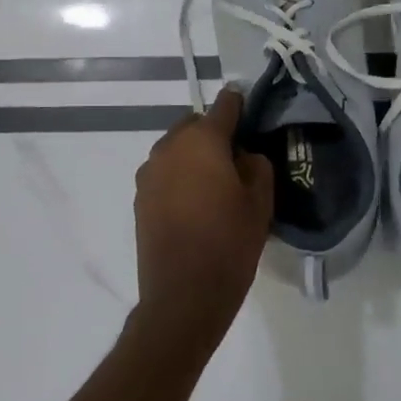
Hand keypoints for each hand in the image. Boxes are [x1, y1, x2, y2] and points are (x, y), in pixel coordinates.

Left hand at [131, 87, 274, 349]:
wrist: (183, 296)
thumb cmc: (229, 244)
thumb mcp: (260, 203)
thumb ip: (256, 165)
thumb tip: (243, 154)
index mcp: (202, 142)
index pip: (223, 106)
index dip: (238, 104)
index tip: (248, 105)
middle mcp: (169, 148)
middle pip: (194, 125)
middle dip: (213, 133)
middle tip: (235, 158)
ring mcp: (149, 173)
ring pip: (176, 148)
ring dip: (194, 155)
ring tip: (214, 183)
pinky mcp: (139, 197)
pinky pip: (164, 172)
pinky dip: (179, 176)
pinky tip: (194, 202)